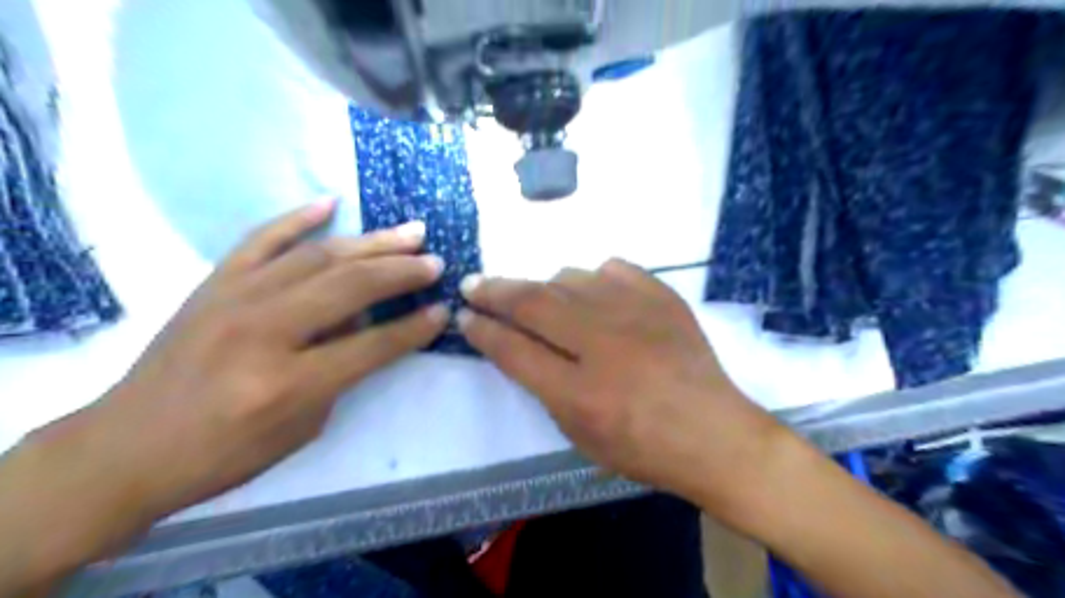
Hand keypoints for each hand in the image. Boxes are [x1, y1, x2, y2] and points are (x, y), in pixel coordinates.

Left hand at [37, 198, 446, 518]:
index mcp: (288, 383)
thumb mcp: (301, 427)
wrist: (125, 448)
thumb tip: (369, 323)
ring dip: (371, 243)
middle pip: (349, 287)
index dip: (414, 328)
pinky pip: (261, 240)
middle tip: (434, 261)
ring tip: (409, 232)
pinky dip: (297, 218)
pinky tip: (331, 203)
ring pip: (317, 256)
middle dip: (401, 272)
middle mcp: (263, 331)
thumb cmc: (224, 453)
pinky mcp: (214, 284)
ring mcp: (234, 299)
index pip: (371, 345)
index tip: (443, 310)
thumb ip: (341, 371)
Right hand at [456, 258, 779, 506]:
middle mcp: (602, 343)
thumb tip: (519, 346)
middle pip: (533, 302)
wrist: (713, 433)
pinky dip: (592, 279)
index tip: (464, 317)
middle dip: (494, 291)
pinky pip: (612, 269)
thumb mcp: (579, 435)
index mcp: (578, 392)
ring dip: (543, 286)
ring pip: (569, 279)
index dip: (482, 330)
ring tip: (536, 297)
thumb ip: (544, 387)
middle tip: (473, 285)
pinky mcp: (662, 297)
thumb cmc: (642, 447)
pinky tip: (591, 293)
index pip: (513, 349)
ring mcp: (635, 313)